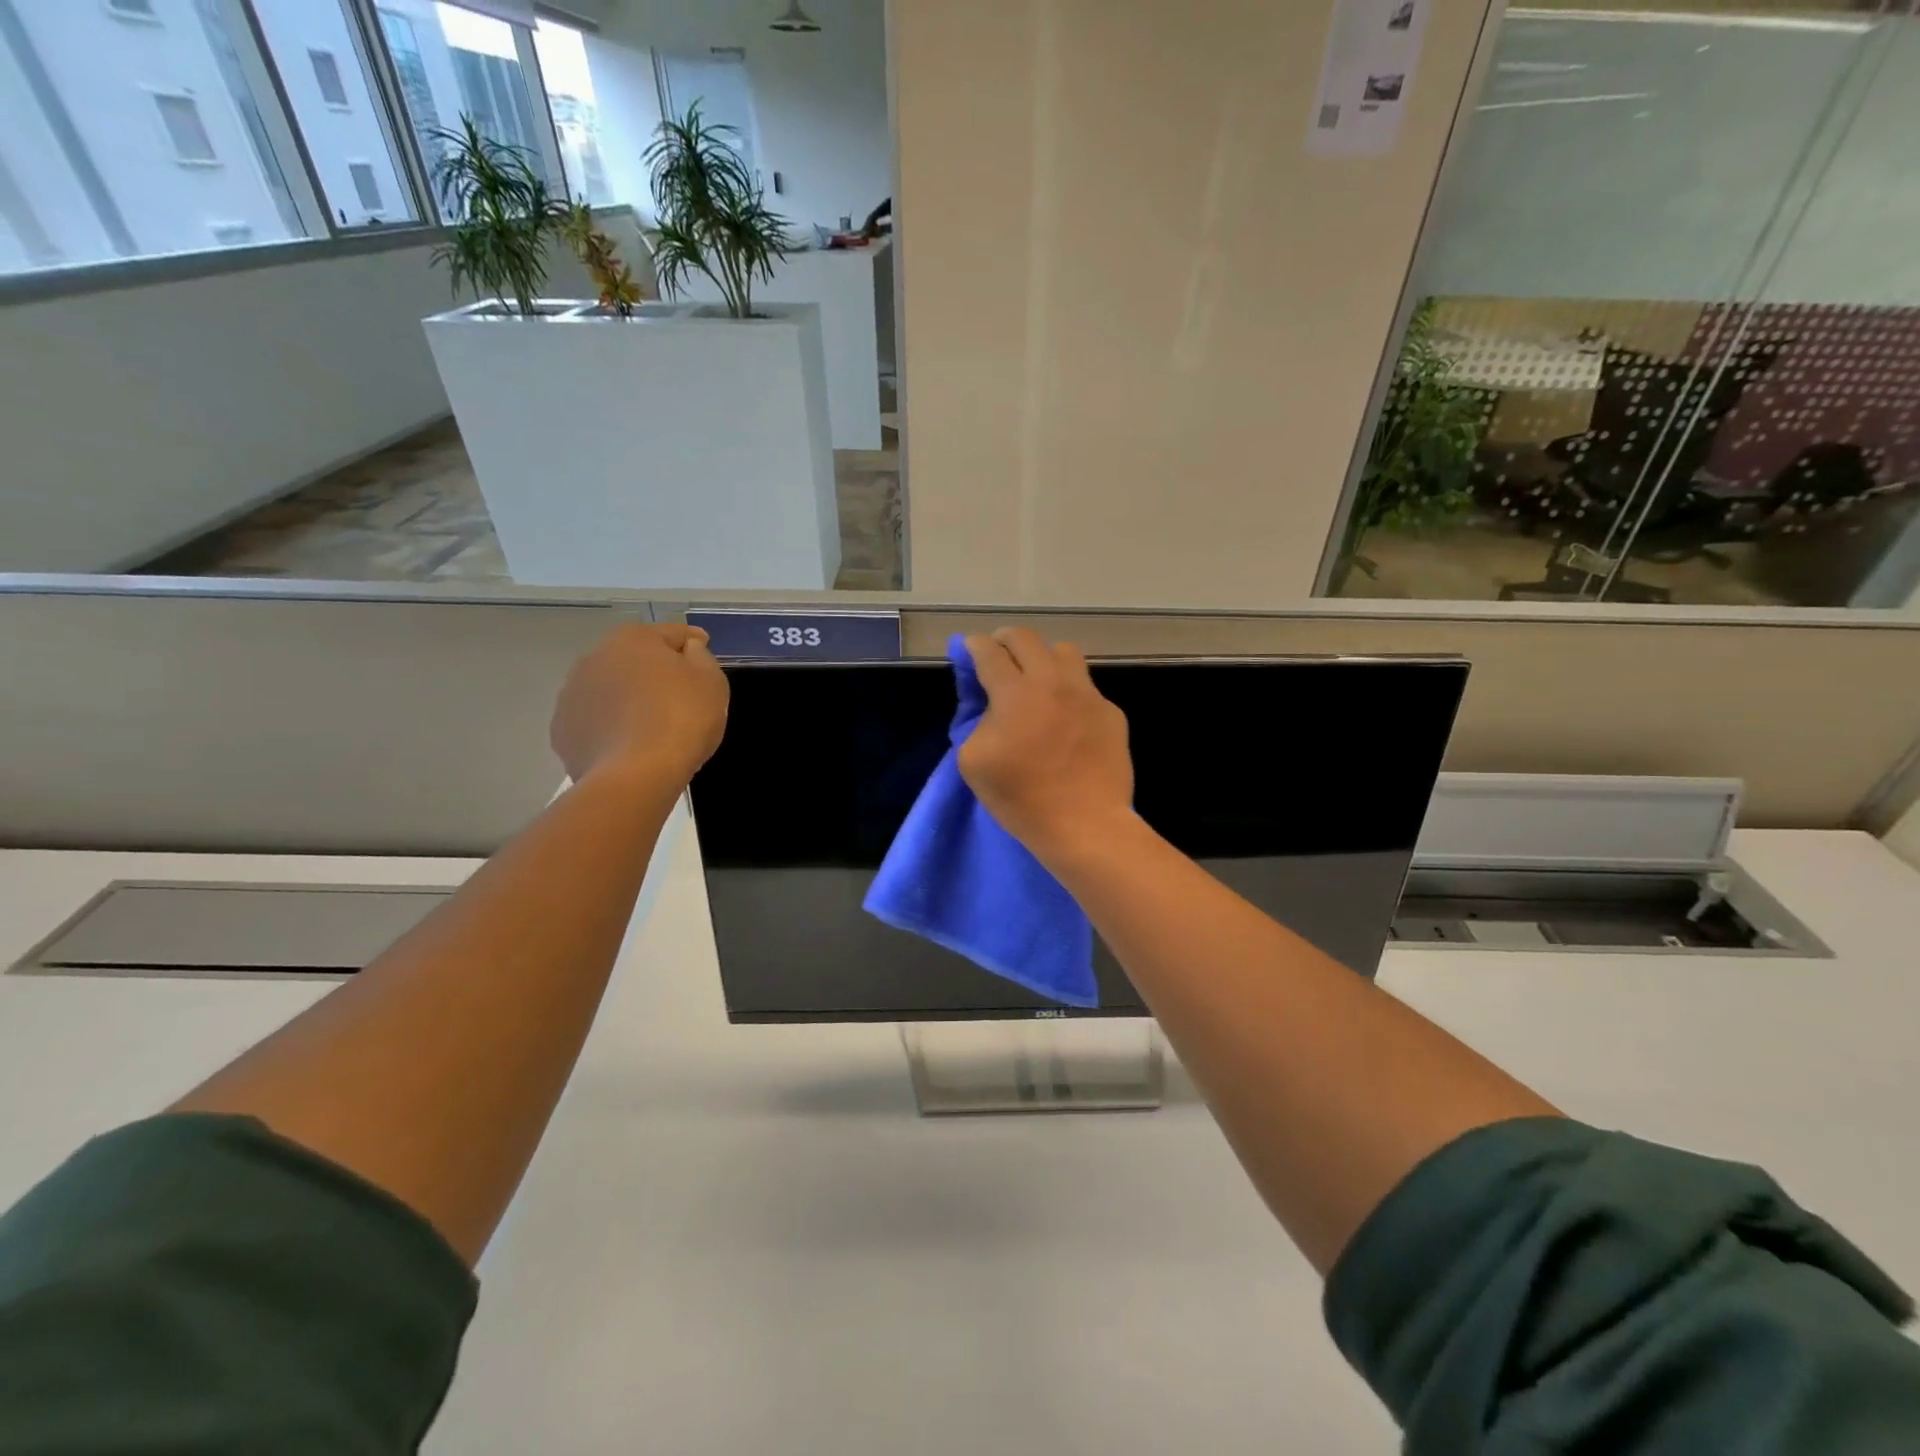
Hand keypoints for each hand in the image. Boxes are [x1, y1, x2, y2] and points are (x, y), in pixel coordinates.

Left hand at [550, 624, 728, 787]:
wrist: (635, 775)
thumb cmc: (681, 719)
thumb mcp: (711, 681)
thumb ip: (700, 657)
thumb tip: (687, 650)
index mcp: (632, 639)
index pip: (671, 633)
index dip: (692, 642)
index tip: (703, 649)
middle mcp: (594, 658)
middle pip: (634, 659)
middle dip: (655, 670)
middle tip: (680, 692)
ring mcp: (571, 696)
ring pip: (610, 690)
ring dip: (628, 698)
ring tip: (652, 723)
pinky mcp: (563, 732)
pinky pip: (596, 722)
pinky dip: (611, 727)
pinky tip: (630, 744)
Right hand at [958, 628, 1133, 861]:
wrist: (1085, 825)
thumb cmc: (1022, 799)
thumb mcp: (974, 762)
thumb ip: (977, 723)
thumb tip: (992, 708)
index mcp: (1016, 693)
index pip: (990, 653)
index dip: (974, 646)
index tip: (969, 648)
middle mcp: (1054, 682)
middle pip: (1027, 638)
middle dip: (1005, 640)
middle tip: (997, 653)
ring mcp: (1088, 695)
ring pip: (1064, 652)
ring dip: (1042, 657)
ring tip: (1035, 678)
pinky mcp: (1111, 713)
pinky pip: (1086, 686)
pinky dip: (1069, 691)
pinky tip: (1065, 717)